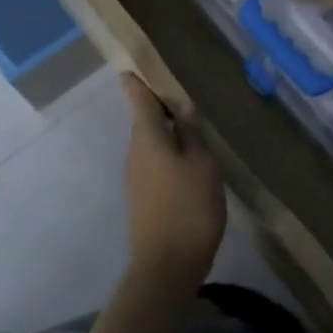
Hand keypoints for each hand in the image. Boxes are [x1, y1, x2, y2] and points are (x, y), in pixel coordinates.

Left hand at [120, 74, 225, 283]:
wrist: (167, 265)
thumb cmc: (189, 206)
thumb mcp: (202, 162)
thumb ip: (191, 132)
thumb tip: (180, 104)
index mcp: (148, 138)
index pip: (139, 100)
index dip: (136, 82)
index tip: (130, 66)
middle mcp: (136, 153)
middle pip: (144, 121)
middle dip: (159, 107)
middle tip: (181, 96)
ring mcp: (136, 177)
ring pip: (151, 143)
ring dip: (166, 132)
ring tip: (191, 128)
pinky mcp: (143, 197)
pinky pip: (154, 162)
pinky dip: (168, 153)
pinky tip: (188, 162)